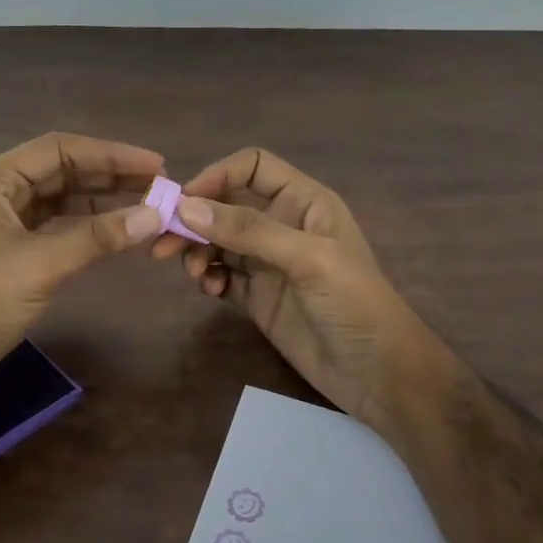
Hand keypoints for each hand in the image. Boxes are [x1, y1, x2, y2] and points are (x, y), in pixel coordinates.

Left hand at [0, 133, 166, 394]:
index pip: (58, 150)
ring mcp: (2, 226)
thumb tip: (155, 215)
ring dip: (101, 201)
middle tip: (158, 184)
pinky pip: (55, 228)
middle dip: (109, 175)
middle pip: (60, 171)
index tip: (155, 164)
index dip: (110, 154)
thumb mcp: (41, 265)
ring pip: (59, 201)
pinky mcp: (10, 256)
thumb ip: (98, 237)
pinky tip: (116, 233)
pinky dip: (86, 228)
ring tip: (146, 205)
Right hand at [151, 148, 455, 426]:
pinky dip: (209, 278)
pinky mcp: (259, 298)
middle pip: (227, 205)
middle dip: (195, 220)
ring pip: (219, 242)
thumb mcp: (308, 259)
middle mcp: (283, 226)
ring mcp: (269, 263)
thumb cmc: (355, 304)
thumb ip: (249, 231)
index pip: (253, 167)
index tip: (184, 202)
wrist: (379, 375)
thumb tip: (186, 207)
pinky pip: (222, 276)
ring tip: (196, 275)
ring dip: (198, 251)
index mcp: (304, 202)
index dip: (217, 176)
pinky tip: (210, 290)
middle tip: (163, 245)